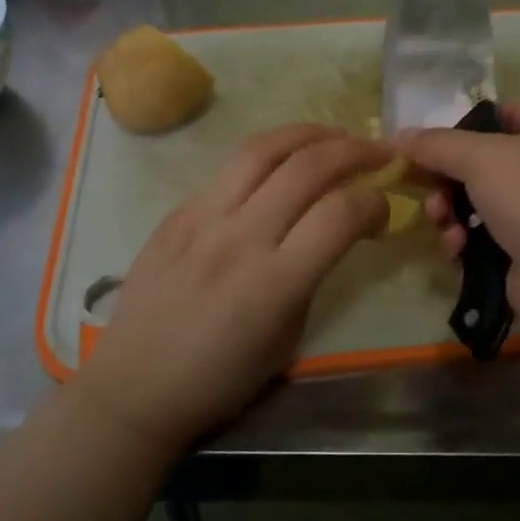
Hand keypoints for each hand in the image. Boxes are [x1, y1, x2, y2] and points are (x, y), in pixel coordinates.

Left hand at [73, 125, 388, 452]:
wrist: (135, 386)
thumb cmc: (220, 379)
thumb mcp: (287, 340)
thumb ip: (311, 278)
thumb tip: (332, 233)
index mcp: (274, 282)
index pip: (340, 214)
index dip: (375, 202)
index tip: (384, 209)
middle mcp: (239, 237)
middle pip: (308, 167)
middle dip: (354, 151)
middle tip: (379, 152)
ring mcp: (202, 217)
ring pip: (263, 149)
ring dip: (309, 133)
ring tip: (335, 135)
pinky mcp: (177, 211)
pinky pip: (229, 168)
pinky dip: (268, 154)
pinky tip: (283, 160)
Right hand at [402, 100, 519, 337]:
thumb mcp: (479, 156)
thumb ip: (435, 144)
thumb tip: (398, 136)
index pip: (496, 114)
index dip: (459, 128)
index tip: (424, 148)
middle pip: (477, 162)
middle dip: (445, 181)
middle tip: (428, 194)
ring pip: (474, 202)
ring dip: (449, 213)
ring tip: (444, 225)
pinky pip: (481, 236)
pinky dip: (464, 240)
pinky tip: (457, 249)